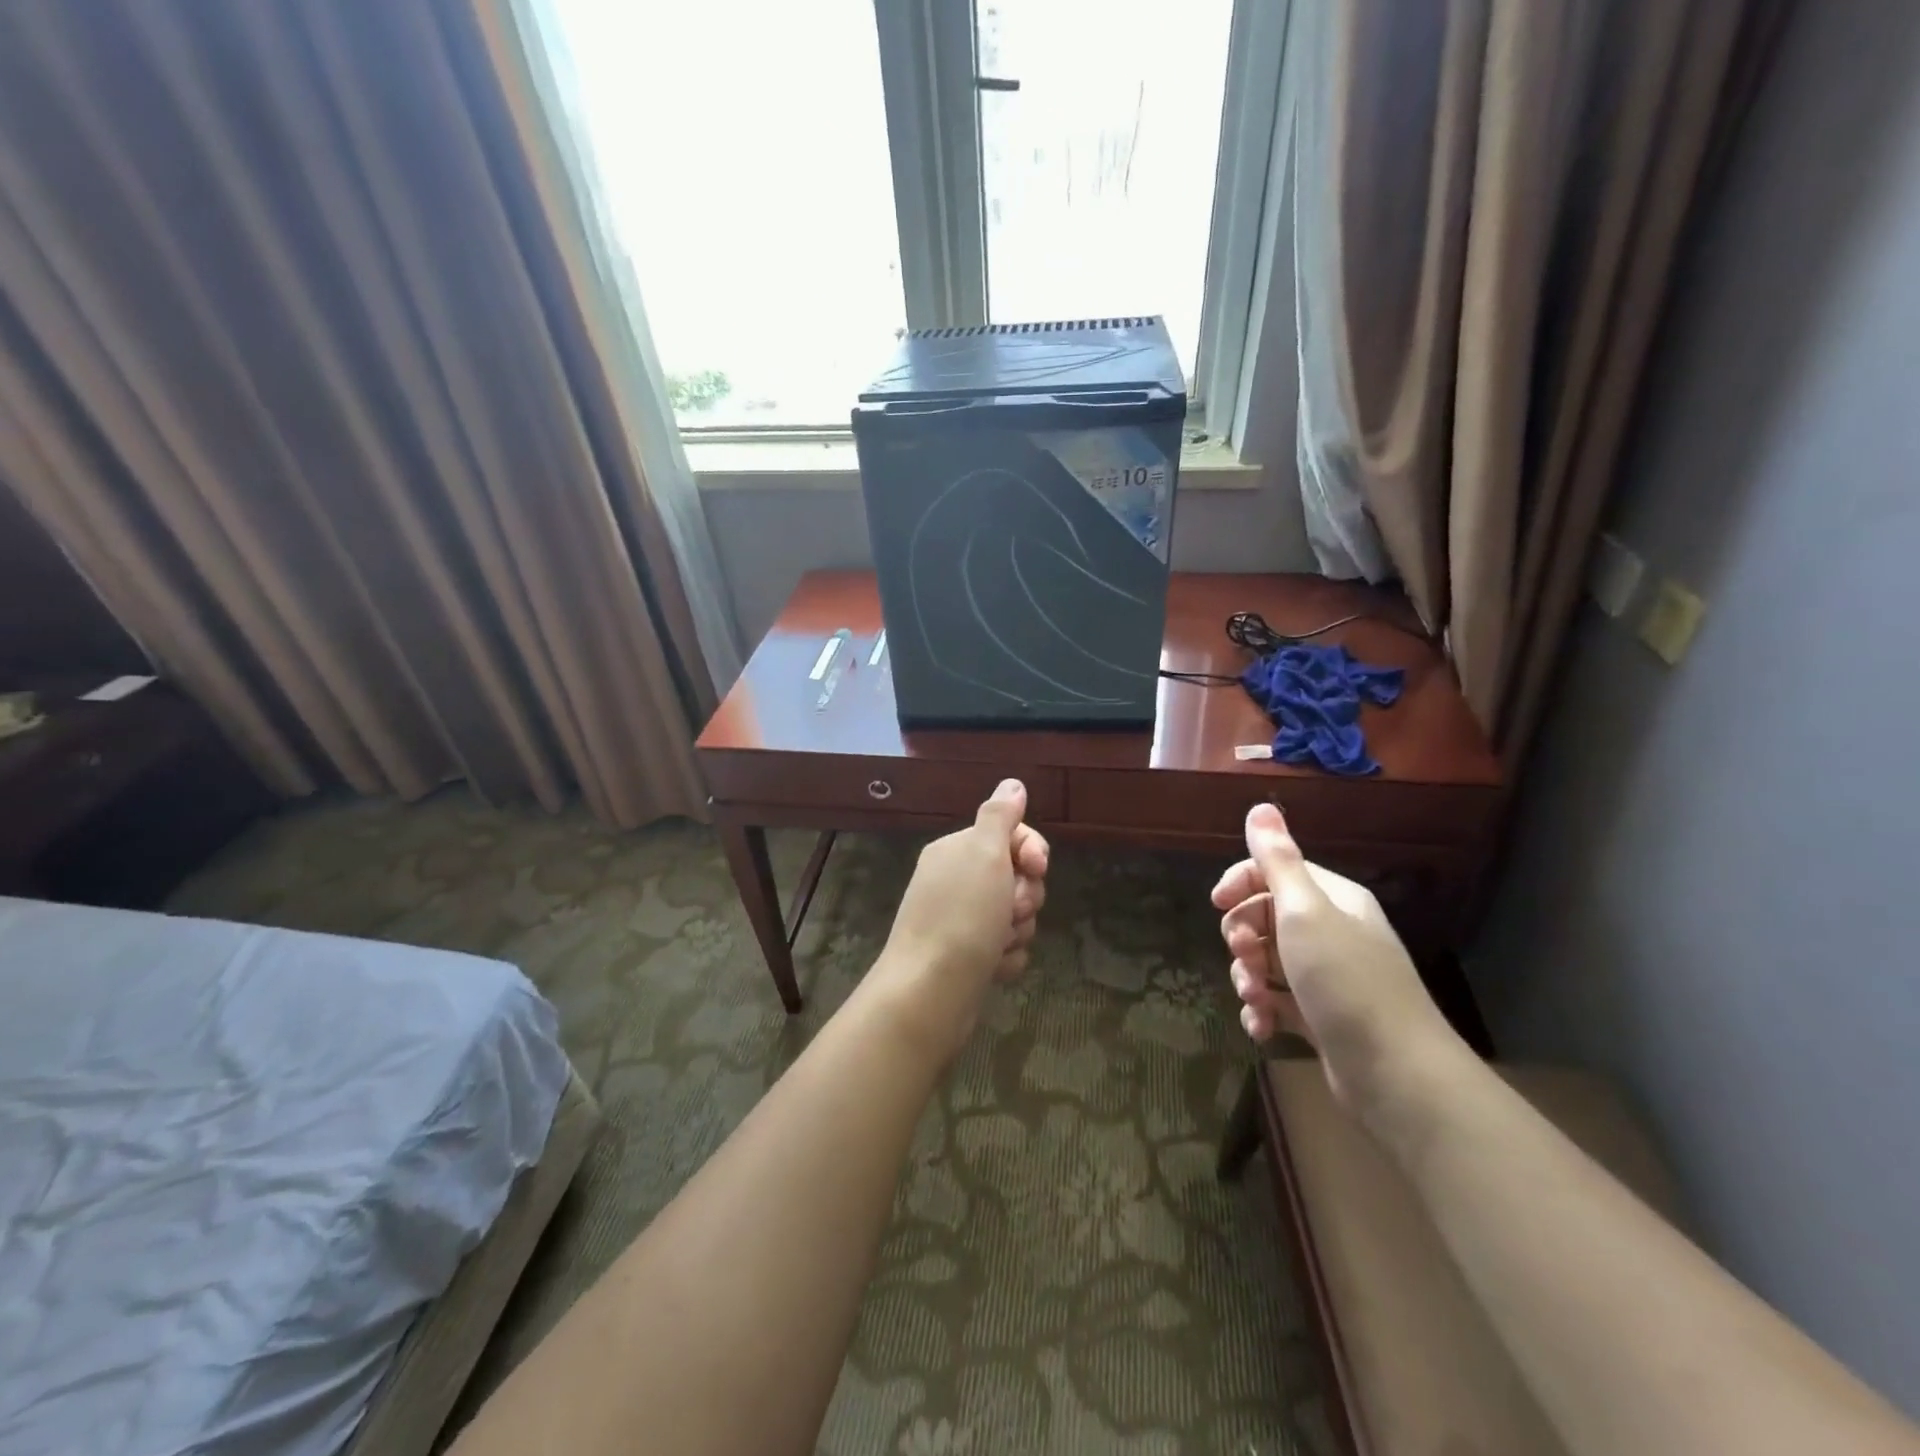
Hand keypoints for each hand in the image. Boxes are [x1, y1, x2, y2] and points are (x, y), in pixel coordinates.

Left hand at [873, 779, 1049, 1064]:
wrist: (929, 993)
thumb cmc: (962, 916)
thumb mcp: (984, 853)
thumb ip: (1001, 815)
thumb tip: (1012, 783)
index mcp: (956, 850)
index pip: (1010, 834)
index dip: (1032, 850)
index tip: (1037, 868)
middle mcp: (955, 880)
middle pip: (1017, 876)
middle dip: (1026, 896)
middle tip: (1010, 911)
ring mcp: (960, 920)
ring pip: (1016, 915)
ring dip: (1017, 930)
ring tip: (997, 944)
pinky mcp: (967, 956)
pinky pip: (1006, 948)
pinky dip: (1006, 958)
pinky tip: (992, 968)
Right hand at [1212, 803, 1465, 1115]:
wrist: (1396, 1075)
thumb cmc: (1345, 981)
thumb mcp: (1305, 912)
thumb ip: (1278, 860)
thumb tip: (1261, 806)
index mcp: (1333, 899)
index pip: (1276, 872)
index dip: (1241, 883)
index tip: (1217, 904)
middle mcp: (1332, 932)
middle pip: (1266, 917)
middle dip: (1243, 937)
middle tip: (1244, 958)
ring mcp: (1327, 977)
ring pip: (1268, 962)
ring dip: (1249, 978)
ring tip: (1255, 1000)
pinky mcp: (1322, 1016)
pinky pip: (1278, 1001)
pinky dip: (1263, 1011)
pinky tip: (1261, 1028)